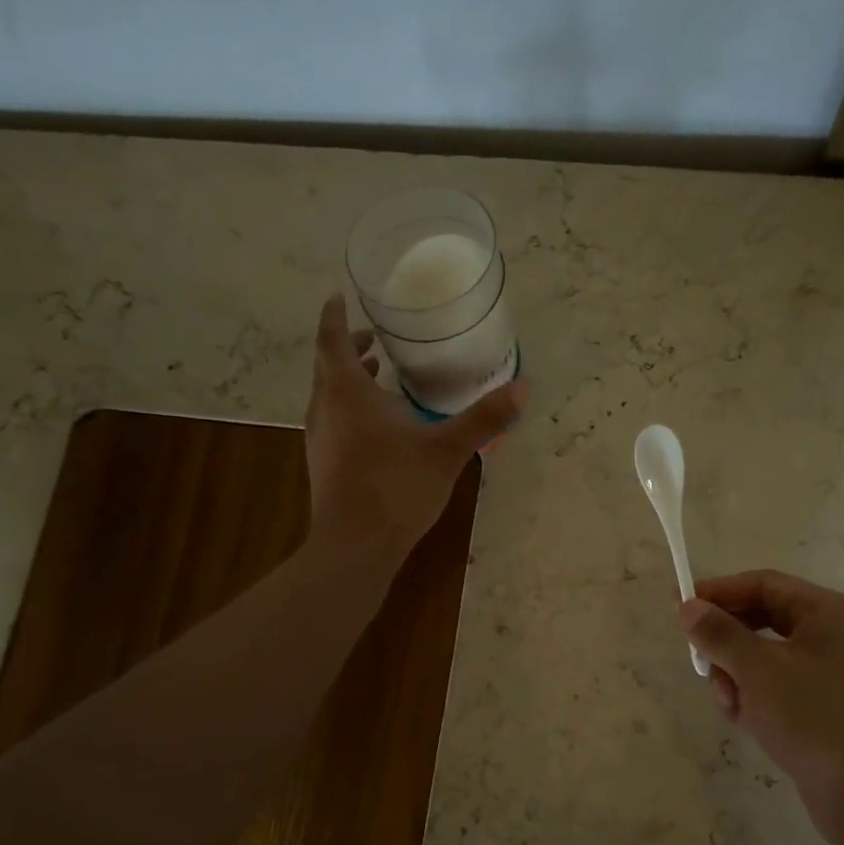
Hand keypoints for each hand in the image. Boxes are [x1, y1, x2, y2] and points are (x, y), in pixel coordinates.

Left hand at [304, 295, 525, 564]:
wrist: (355, 547)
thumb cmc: (396, 488)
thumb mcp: (447, 450)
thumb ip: (482, 418)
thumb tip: (522, 388)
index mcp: (348, 393)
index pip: (331, 339)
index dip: (335, 316)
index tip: (341, 297)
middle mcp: (326, 409)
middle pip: (328, 365)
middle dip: (348, 347)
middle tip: (376, 339)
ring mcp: (320, 439)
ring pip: (328, 395)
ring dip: (348, 379)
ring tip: (379, 374)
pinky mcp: (323, 464)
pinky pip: (333, 420)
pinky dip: (350, 408)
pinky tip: (378, 425)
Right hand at [678, 570, 843, 844]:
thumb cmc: (816, 719)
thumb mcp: (758, 670)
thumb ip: (719, 633)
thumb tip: (688, 606)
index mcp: (828, 613)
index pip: (762, 585)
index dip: (718, 592)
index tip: (679, 606)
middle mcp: (833, 636)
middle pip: (762, 620)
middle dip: (727, 642)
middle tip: (699, 662)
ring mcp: (831, 674)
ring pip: (765, 658)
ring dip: (737, 676)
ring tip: (729, 703)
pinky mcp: (825, 709)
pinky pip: (777, 688)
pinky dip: (755, 699)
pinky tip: (746, 721)